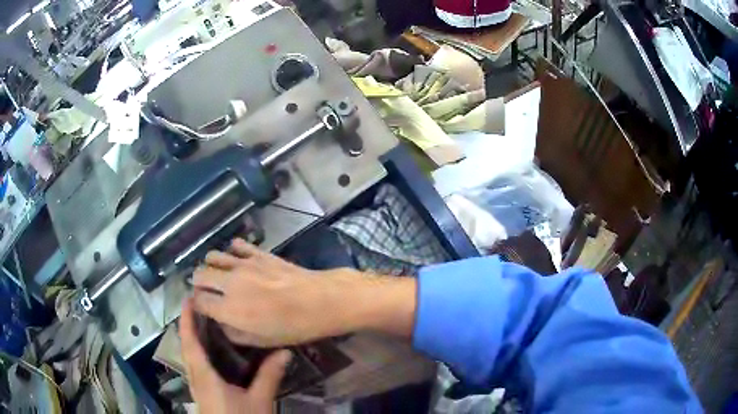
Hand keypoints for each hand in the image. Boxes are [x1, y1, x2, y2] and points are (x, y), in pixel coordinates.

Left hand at [179, 298, 291, 412]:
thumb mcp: (259, 400)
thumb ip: (269, 376)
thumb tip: (284, 350)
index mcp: (204, 376)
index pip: (190, 342)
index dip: (186, 319)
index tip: (188, 298)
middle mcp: (195, 377)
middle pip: (185, 346)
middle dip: (187, 324)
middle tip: (198, 305)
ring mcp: (196, 386)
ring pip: (187, 355)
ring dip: (190, 337)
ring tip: (201, 322)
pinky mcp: (201, 393)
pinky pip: (193, 365)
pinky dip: (195, 351)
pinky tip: (207, 352)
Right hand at [192, 238, 417, 346]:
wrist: (321, 300)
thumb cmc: (293, 327)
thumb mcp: (261, 340)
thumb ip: (234, 332)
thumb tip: (220, 320)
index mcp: (229, 309)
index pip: (198, 302)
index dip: (197, 305)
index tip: (202, 308)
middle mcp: (229, 283)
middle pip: (199, 275)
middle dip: (198, 284)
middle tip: (206, 291)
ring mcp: (243, 264)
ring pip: (213, 256)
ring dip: (210, 266)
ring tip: (218, 275)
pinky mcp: (258, 253)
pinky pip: (237, 245)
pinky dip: (232, 251)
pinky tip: (237, 259)